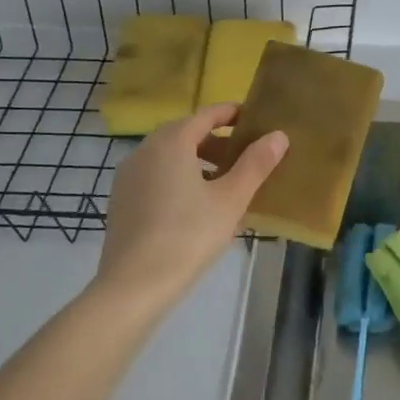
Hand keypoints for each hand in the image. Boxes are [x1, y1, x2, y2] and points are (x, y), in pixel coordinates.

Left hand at [98, 104, 287, 299]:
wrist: (133, 286)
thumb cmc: (189, 235)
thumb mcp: (231, 199)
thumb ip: (256, 164)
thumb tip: (278, 135)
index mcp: (172, 142)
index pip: (206, 114)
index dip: (232, 113)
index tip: (254, 120)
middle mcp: (145, 150)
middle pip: (186, 133)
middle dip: (216, 140)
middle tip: (245, 155)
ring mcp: (128, 176)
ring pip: (169, 156)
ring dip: (198, 160)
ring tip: (224, 183)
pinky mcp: (121, 200)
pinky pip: (156, 175)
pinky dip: (178, 177)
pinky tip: (195, 205)